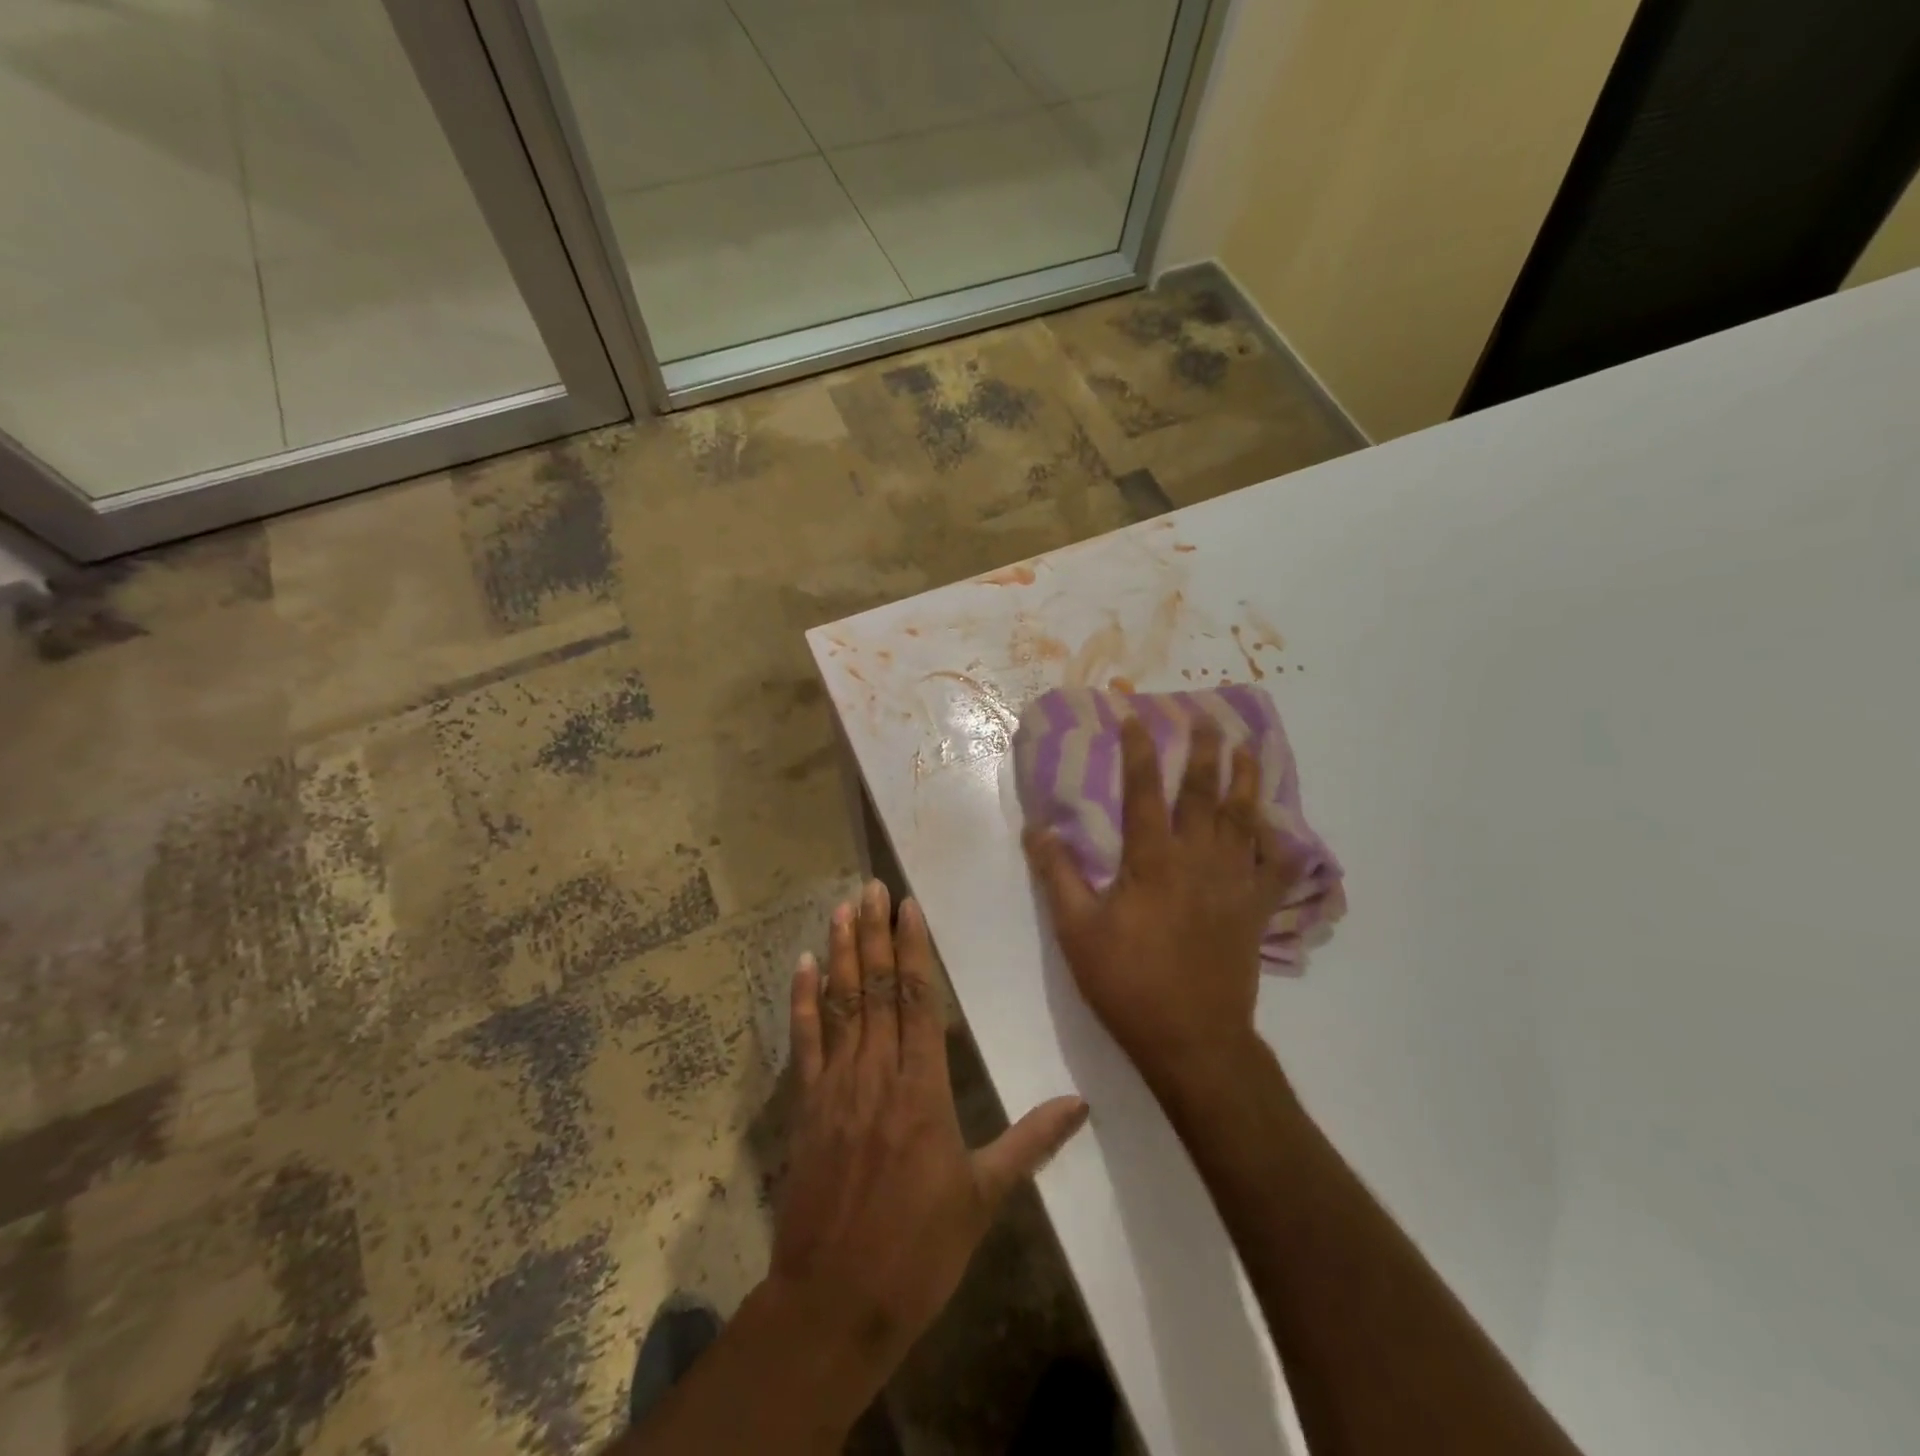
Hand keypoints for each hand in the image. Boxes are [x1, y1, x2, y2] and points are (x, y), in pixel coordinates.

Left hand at [770, 880, 1088, 1404]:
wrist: (836, 1303)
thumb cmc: (919, 1249)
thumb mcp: (983, 1197)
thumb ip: (1030, 1141)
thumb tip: (1080, 1105)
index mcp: (923, 1088)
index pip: (918, 998)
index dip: (912, 947)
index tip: (907, 905)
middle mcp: (878, 1071)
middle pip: (877, 987)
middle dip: (875, 932)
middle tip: (871, 885)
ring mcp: (836, 1085)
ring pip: (840, 1003)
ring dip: (841, 951)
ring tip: (842, 906)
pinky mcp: (807, 1106)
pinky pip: (804, 1041)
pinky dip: (802, 1000)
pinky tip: (804, 964)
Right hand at [1024, 716, 1298, 1084]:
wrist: (1192, 1040)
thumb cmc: (1128, 983)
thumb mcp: (1077, 932)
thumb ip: (1058, 876)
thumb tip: (1037, 830)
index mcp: (1153, 861)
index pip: (1145, 791)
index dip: (1139, 750)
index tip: (1135, 717)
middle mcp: (1198, 861)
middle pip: (1205, 794)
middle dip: (1204, 751)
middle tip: (1207, 717)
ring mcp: (1234, 884)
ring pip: (1245, 820)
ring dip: (1246, 780)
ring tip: (1249, 748)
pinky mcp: (1255, 910)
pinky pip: (1275, 866)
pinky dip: (1277, 841)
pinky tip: (1275, 824)